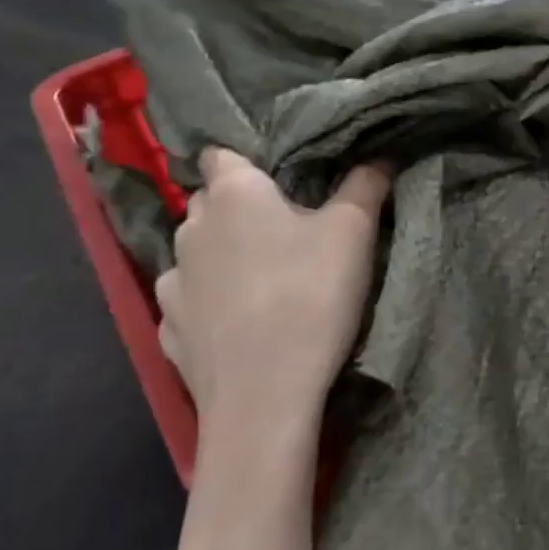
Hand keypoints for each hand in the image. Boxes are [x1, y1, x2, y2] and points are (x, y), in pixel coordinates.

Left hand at [156, 149, 391, 436]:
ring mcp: (172, 282)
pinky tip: (239, 321)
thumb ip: (366, 184)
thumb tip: (380, 152)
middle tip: (286, 227)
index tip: (280, 177)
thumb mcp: (354, 232)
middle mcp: (190, 228)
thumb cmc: (310, 296)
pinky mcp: (168, 330)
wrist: (264, 397)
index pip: (221, 153)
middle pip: (211, 202)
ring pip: (198, 251)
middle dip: (241, 207)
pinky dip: (210, 302)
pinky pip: (190, 300)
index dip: (248, 159)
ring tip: (263, 278)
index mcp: (232, 193)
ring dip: (223, 255)